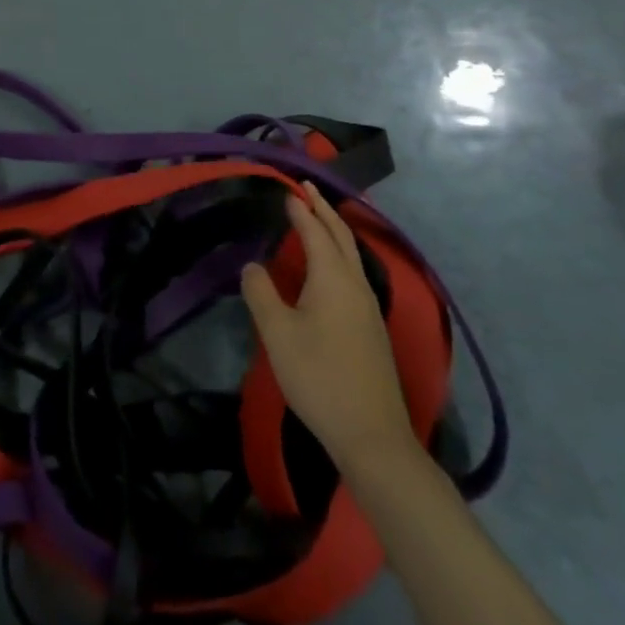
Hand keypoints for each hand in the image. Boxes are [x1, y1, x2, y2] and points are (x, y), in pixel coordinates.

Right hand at [241, 185, 415, 472]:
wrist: (372, 436)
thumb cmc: (319, 376)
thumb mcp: (277, 332)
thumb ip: (260, 292)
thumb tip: (253, 265)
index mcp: (333, 278)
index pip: (316, 231)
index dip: (301, 209)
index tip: (288, 188)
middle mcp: (356, 285)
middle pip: (342, 237)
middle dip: (324, 210)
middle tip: (307, 189)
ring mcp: (368, 308)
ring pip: (351, 256)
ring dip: (334, 231)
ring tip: (316, 218)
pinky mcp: (370, 328)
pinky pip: (353, 274)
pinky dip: (339, 255)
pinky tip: (328, 268)